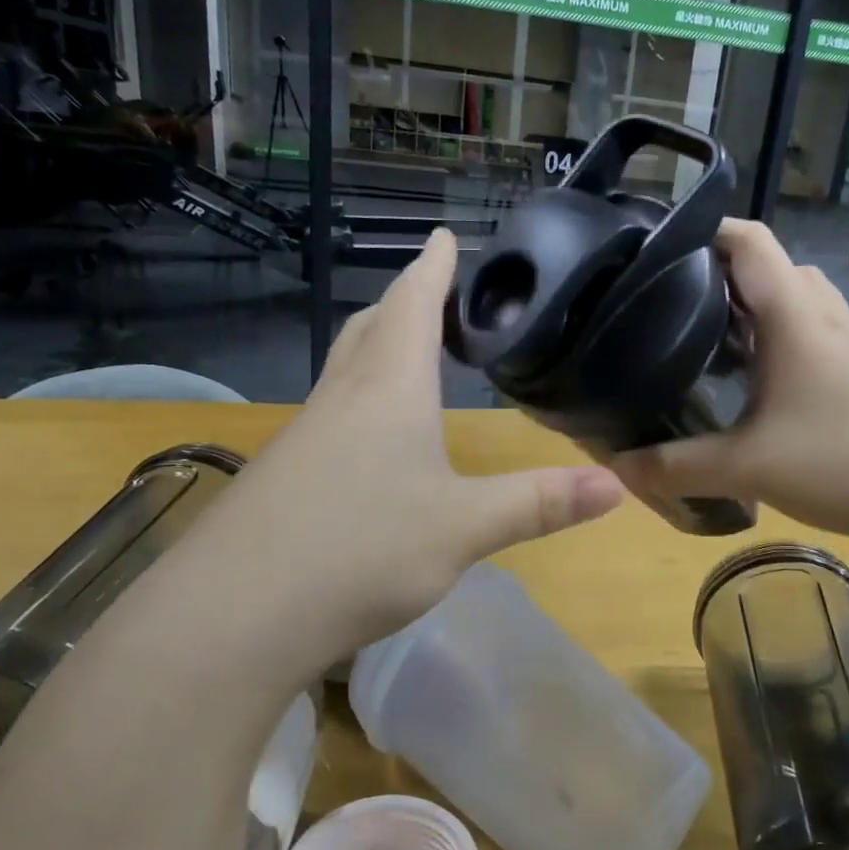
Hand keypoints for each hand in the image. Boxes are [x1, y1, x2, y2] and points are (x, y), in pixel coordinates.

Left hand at [210, 229, 623, 676]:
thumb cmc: (360, 552)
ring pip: (346, 368)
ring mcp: (305, 436)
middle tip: (432, 289)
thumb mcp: (464, 529)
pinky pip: (331, 412)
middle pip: (372, 328)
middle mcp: (342, 398)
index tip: (442, 234)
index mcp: (389, 389)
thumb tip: (616, 484)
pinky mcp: (284, 474)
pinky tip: (370, 437)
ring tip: (408, 351)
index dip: (432, 268)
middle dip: (404, 300)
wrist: (232, 615)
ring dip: (378, 346)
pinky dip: (360, 396)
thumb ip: (538, 504)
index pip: (412, 305)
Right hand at [612, 220, 848, 547]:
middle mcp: (827, 317)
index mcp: (795, 316)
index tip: (658, 252)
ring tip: (710, 349)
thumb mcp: (750, 468)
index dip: (703, 231)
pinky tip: (762, 394)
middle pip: (772, 269)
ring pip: (797, 305)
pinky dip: (782, 347)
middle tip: (676, 309)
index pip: (748, 239)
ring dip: (756, 315)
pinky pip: (816, 340)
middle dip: (722, 278)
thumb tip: (617, 469)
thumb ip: (677, 468)